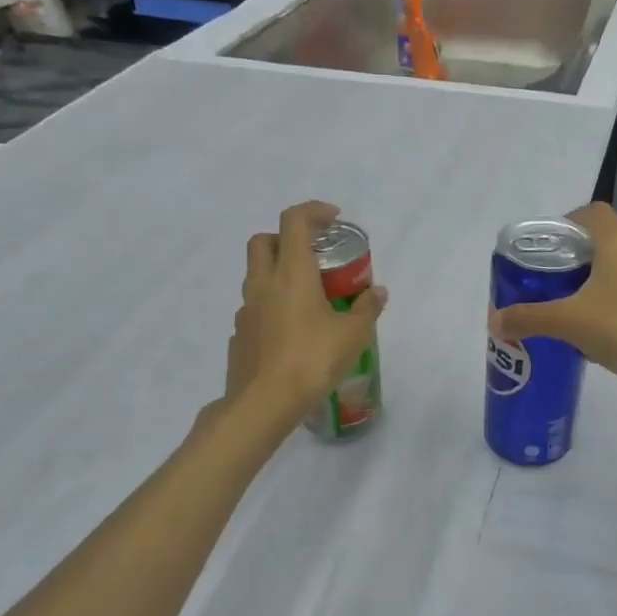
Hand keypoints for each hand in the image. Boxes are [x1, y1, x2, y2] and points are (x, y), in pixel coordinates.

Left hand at [224, 201, 387, 416]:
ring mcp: (245, 310)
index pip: (294, 221)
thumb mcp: (352, 336)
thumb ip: (366, 309)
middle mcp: (263, 284)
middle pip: (262, 241)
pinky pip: (254, 308)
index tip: (334, 220)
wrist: (263, 405)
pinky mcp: (238, 335)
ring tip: (307, 297)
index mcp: (291, 274)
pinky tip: (290, 330)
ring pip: (256, 275)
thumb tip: (378, 292)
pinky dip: (271, 306)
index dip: (313, 211)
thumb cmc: (311, 361)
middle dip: (285, 238)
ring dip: (277, 273)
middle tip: (312, 255)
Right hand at [488, 202, 616, 403]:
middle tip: (560, 284)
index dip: (567, 225)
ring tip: (587, 309)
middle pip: (609, 239)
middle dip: (583, 257)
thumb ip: (529, 319)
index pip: (590, 212)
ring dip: (609, 278)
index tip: (550, 251)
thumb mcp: (569, 324)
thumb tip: (496, 321)